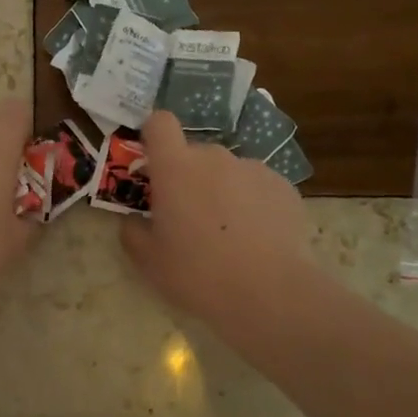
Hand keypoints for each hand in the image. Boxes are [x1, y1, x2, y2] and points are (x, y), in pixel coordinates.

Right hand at [120, 110, 313, 331]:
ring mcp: (253, 168)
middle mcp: (214, 157)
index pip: (160, 123)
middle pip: (194, 153)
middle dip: (188, 177)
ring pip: (228, 171)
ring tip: (229, 233)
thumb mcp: (148, 261)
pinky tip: (258, 238)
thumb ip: (132, 232)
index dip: (154, 136)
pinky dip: (253, 203)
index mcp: (175, 168)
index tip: (154, 163)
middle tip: (189, 217)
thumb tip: (135, 220)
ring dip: (222, 190)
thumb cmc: (198, 273)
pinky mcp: (284, 186)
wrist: (269, 293)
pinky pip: (258, 186)